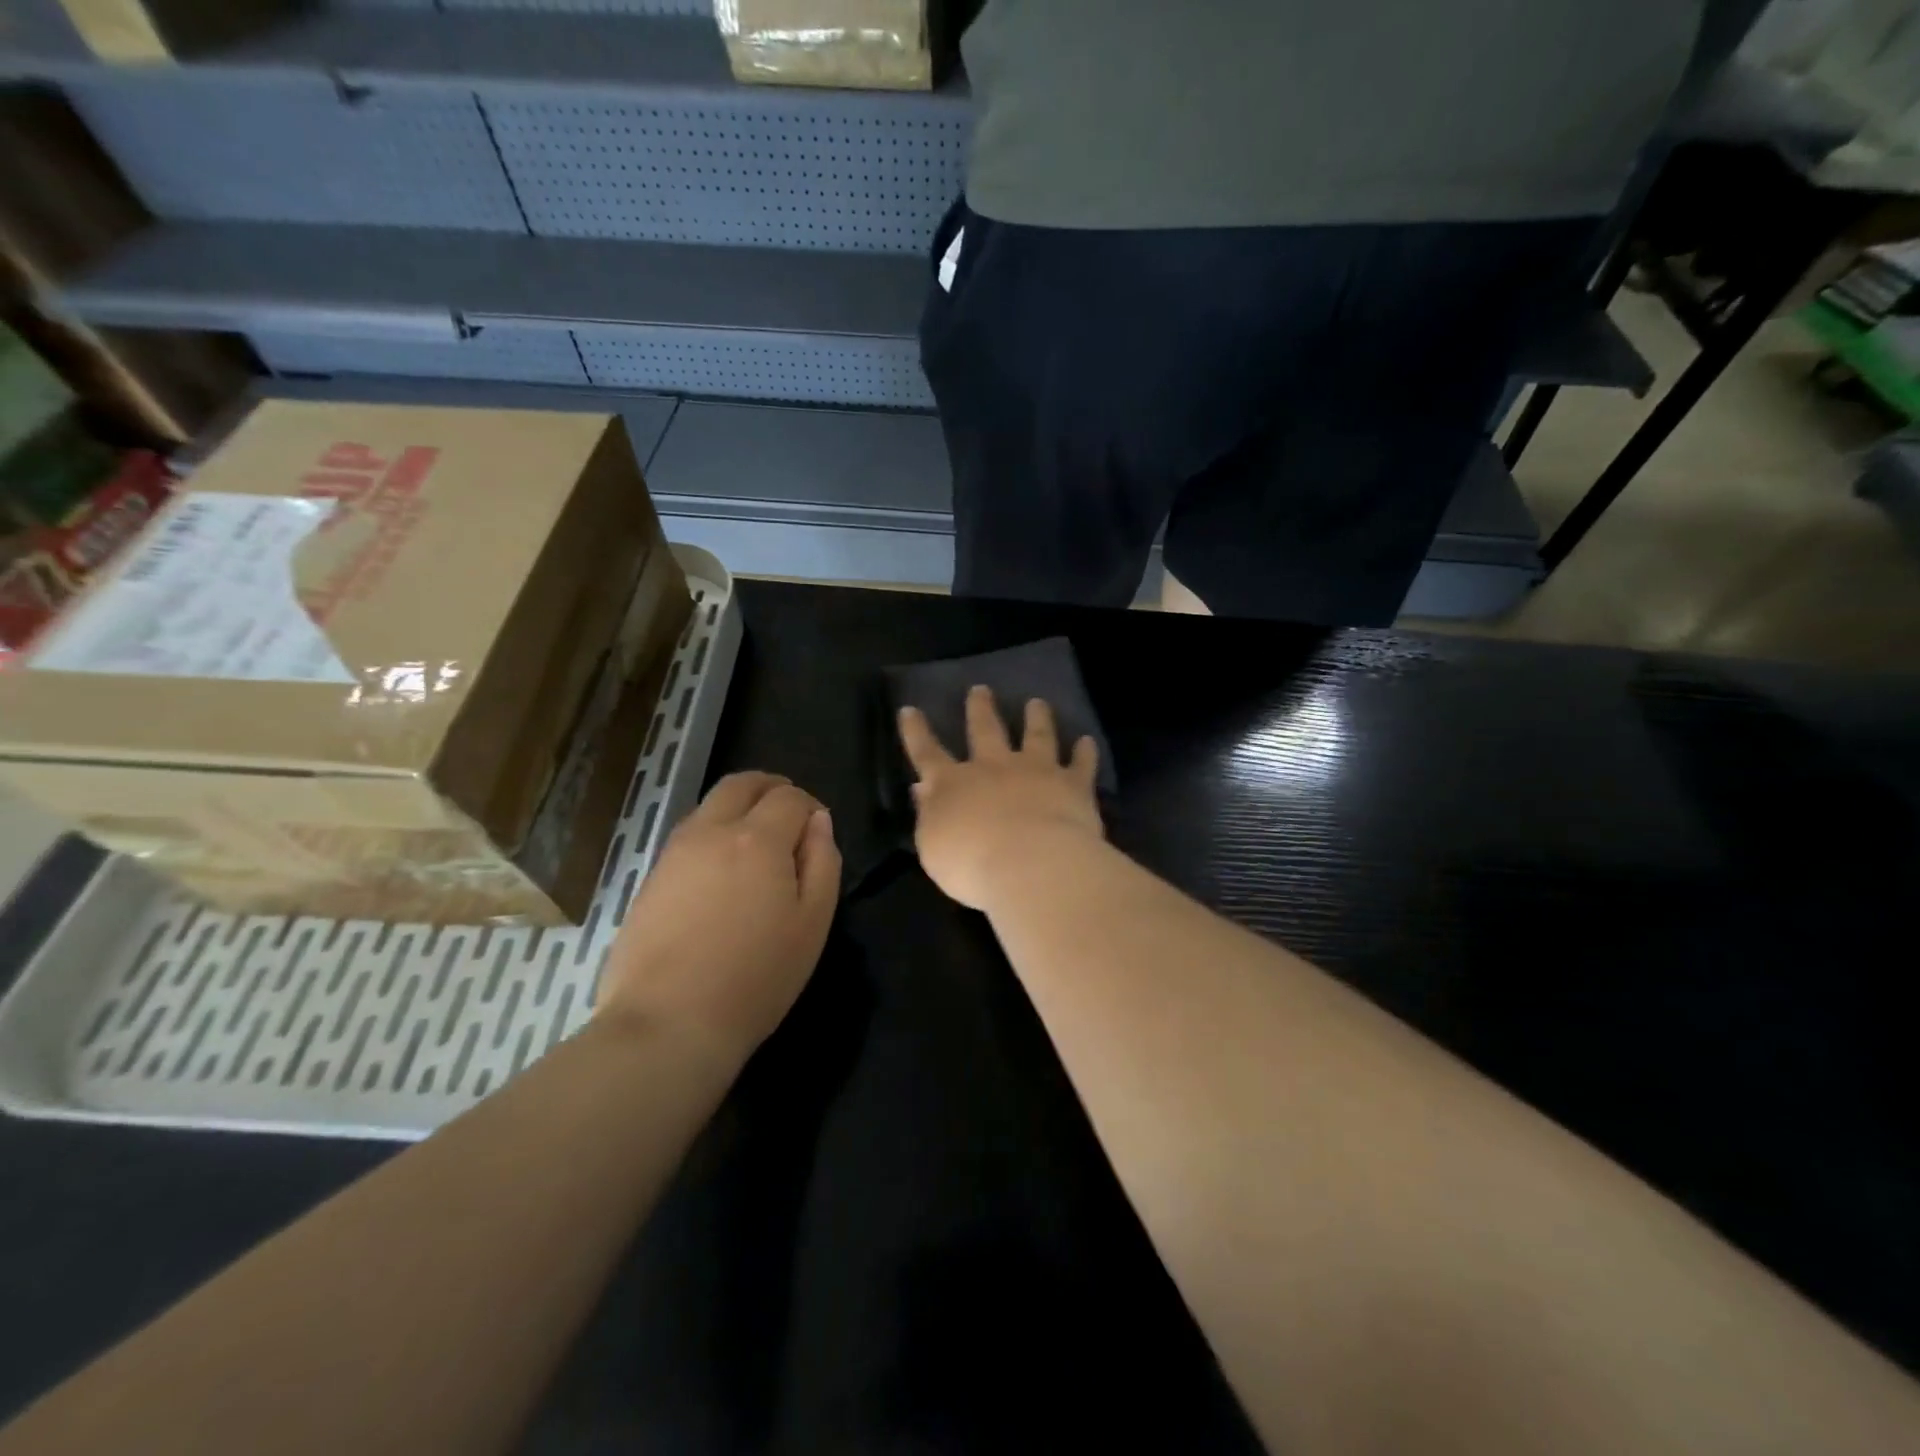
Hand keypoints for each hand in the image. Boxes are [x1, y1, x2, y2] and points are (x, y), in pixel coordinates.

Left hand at [596, 772, 840, 1062]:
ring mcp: (674, 853)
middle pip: (741, 784)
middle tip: (788, 813)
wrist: (667, 1024)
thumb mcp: (813, 923)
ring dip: (738, 808)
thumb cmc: (756, 978)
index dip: (809, 805)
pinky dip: (713, 833)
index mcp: (758, 839)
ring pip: (709, 806)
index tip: (817, 830)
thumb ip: (822, 862)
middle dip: (770, 787)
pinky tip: (722, 872)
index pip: (789, 796)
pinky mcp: (650, 878)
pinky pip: (688, 835)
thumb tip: (818, 822)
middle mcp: (712, 831)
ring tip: (756, 844)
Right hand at [899, 686, 1103, 910]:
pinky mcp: (1072, 784)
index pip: (927, 753)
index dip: (916, 732)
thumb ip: (929, 816)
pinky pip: (1080, 764)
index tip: (909, 709)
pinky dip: (1084, 752)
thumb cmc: (972, 865)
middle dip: (980, 709)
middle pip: (985, 730)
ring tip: (1037, 702)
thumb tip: (922, 789)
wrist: (1032, 865)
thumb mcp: (933, 847)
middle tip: (980, 689)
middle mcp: (994, 768)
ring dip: (1037, 718)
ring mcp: (1036, 771)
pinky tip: (1087, 741)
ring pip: (1037, 736)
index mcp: (953, 785)